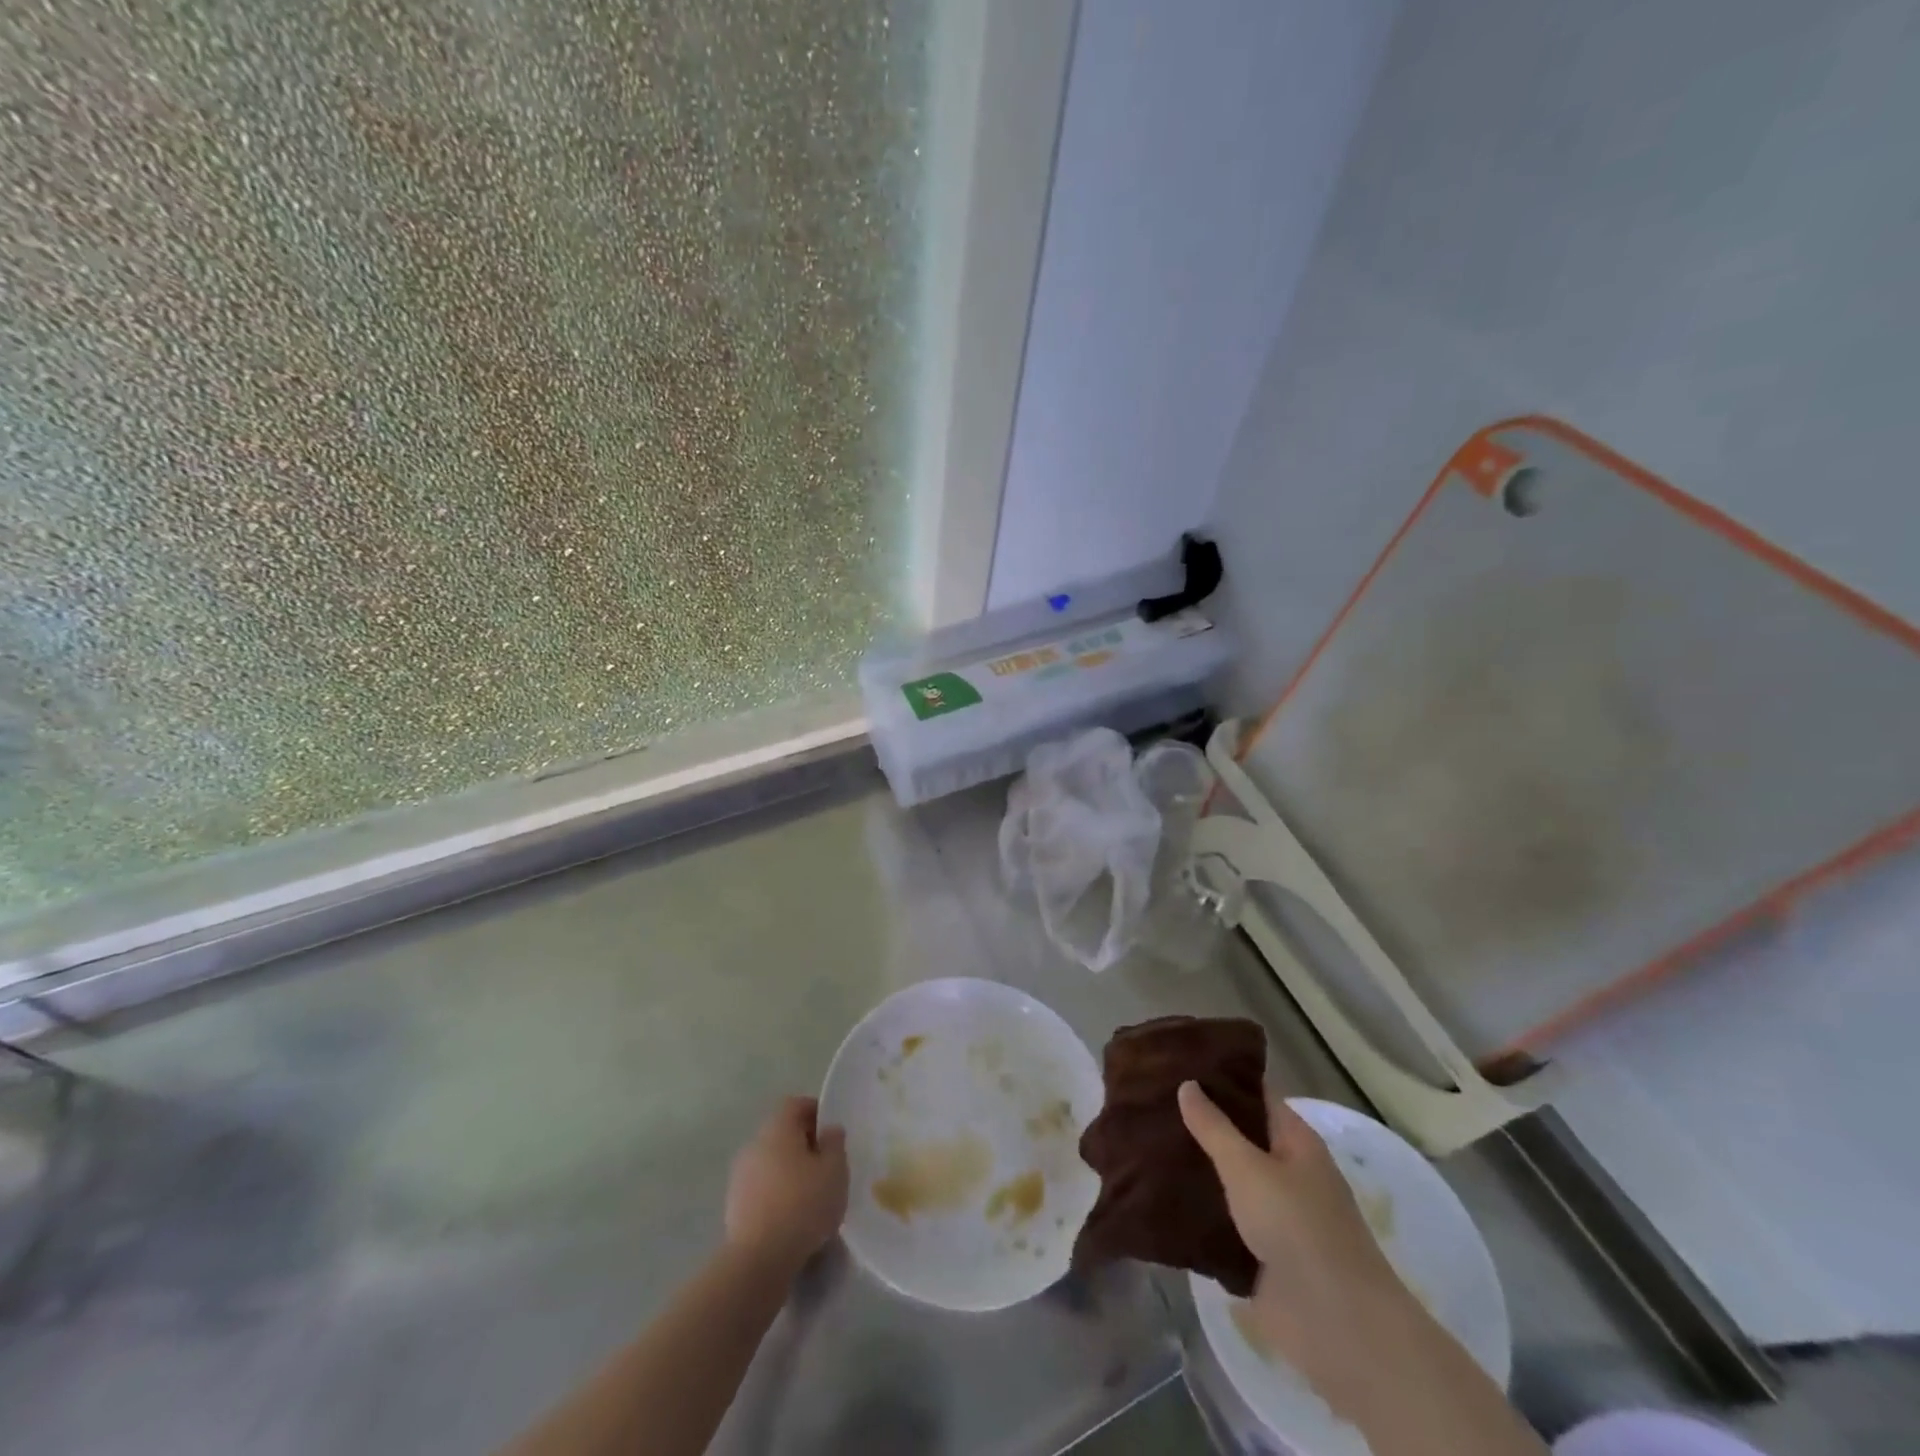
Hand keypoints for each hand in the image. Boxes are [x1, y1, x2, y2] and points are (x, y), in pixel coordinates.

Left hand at [723, 1096, 848, 1277]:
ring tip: (812, 1195)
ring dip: (789, 1171)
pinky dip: (777, 1194)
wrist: (758, 1260)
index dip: (815, 1112)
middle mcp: (754, 1144)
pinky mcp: (734, 1206)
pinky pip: (761, 1188)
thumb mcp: (835, 1170)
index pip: (795, 1105)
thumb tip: (829, 1130)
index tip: (832, 1133)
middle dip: (804, 1145)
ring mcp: (740, 1176)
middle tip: (826, 1165)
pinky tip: (793, 1217)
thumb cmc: (803, 1204)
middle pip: (781, 1133)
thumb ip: (835, 1144)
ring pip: (771, 1162)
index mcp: (777, 1127)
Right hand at [1178, 1082, 1418, 1409]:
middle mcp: (1288, 1171)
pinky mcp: (1260, 1254)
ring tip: (1144, 1141)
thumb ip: (1214, 1126)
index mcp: (1296, 1141)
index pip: (1254, 1094)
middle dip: (1199, 1122)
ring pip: (1228, 1180)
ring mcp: (1274, 1214)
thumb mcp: (1248, 1167)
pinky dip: (1198, 1210)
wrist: (1335, 1325)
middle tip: (1149, 1101)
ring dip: (1195, 1167)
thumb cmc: (1297, 1227)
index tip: (1176, 1063)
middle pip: (1239, 1137)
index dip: (1220, 1078)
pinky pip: (1223, 1221)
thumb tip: (1187, 1083)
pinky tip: (1158, 1194)